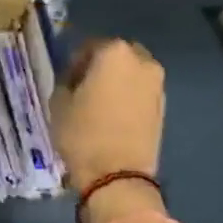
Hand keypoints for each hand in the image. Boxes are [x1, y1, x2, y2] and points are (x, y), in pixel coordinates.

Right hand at [51, 38, 165, 199]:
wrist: (117, 176)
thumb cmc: (82, 134)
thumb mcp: (59, 103)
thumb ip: (66, 80)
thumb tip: (74, 78)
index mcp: (114, 53)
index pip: (89, 46)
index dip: (75, 61)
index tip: (66, 80)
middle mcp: (142, 61)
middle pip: (116, 56)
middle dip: (101, 67)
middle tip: (84, 88)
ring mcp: (157, 84)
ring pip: (131, 73)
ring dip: (117, 82)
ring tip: (98, 104)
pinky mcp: (163, 107)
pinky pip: (140, 92)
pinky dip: (128, 97)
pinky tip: (113, 116)